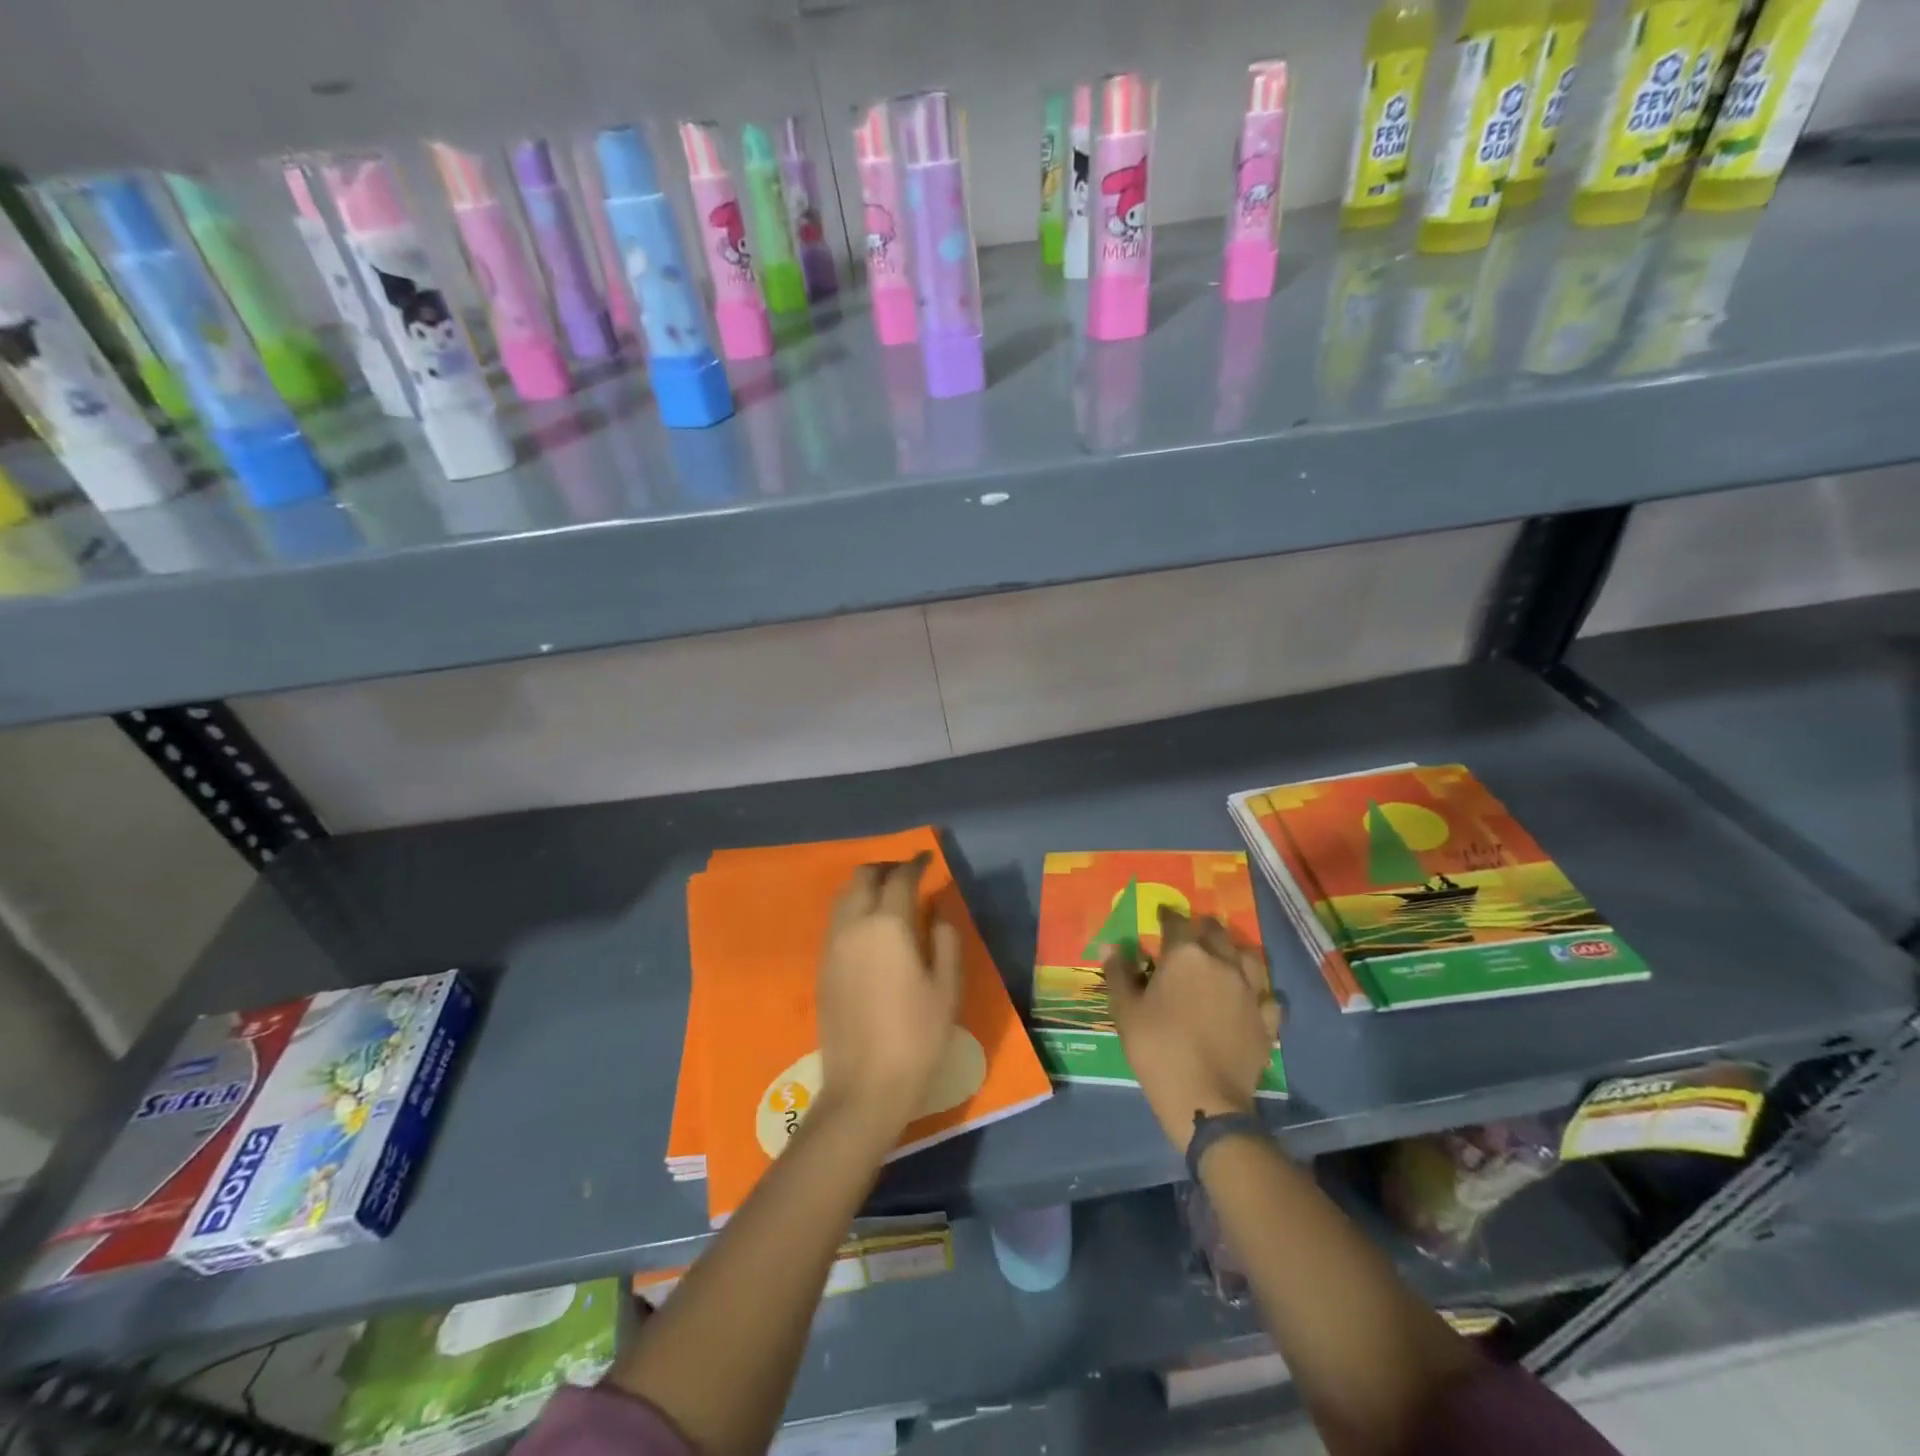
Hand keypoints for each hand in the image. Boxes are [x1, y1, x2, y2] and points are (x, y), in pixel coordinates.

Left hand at [816, 853, 963, 1135]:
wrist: (864, 1087)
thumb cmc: (917, 1036)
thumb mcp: (947, 987)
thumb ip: (945, 939)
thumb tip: (936, 909)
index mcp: (887, 925)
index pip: (900, 878)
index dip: (916, 864)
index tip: (927, 860)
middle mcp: (853, 925)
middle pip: (863, 877)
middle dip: (886, 868)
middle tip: (908, 874)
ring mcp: (832, 945)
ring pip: (844, 896)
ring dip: (865, 886)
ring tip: (888, 896)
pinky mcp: (822, 966)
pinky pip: (836, 920)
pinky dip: (853, 908)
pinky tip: (870, 927)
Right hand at [1105, 908, 1281, 1153]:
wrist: (1204, 1098)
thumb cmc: (1156, 1048)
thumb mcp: (1125, 1010)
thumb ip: (1118, 974)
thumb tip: (1110, 946)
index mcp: (1185, 955)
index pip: (1176, 921)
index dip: (1167, 916)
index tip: (1161, 915)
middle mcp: (1222, 963)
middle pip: (1216, 932)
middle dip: (1202, 928)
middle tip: (1190, 934)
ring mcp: (1249, 990)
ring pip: (1249, 956)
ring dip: (1235, 951)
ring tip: (1225, 956)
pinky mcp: (1267, 1020)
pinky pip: (1267, 996)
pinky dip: (1259, 992)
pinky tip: (1252, 997)